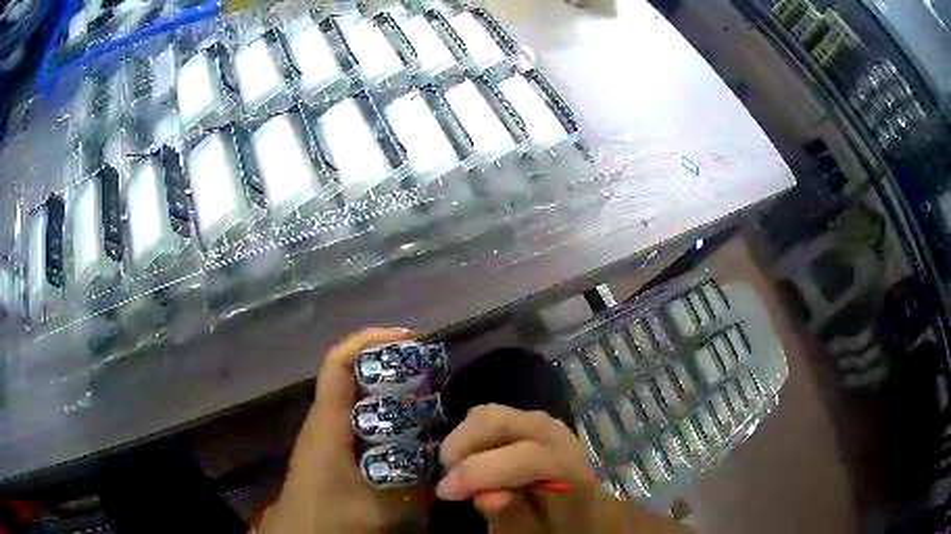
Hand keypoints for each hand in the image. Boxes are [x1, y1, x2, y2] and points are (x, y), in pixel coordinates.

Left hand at [256, 328, 426, 533]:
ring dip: (386, 389)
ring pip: (354, 397)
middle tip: (430, 370)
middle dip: (387, 364)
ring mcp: (325, 434)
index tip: (409, 338)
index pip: (339, 364)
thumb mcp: (382, 506)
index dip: (369, 341)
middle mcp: (323, 420)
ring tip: (426, 395)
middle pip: (350, 374)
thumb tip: (446, 457)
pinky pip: (356, 419)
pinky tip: (408, 432)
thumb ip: (416, 483)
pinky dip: (382, 415)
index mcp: (328, 423)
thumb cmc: (332, 519)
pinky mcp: (329, 449)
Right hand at [435, 404, 689, 532]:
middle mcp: (560, 439)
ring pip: (494, 414)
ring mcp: (546, 426)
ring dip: (465, 438)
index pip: (527, 458)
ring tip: (455, 469)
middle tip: (446, 476)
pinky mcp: (532, 424)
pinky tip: (470, 460)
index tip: (445, 493)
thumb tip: (486, 496)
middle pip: (503, 422)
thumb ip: (514, 519)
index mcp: (571, 471)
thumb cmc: (560, 528)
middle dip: (464, 445)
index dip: (479, 472)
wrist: (584, 514)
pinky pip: (494, 418)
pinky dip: (472, 435)